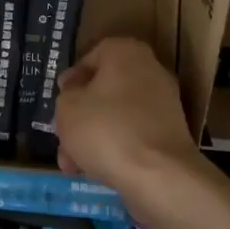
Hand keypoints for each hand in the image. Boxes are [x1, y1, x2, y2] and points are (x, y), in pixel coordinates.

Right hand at [53, 37, 199, 189]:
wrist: (159, 175)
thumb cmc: (106, 129)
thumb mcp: (67, 108)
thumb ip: (66, 96)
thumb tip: (75, 93)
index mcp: (126, 53)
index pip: (92, 56)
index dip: (72, 78)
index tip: (59, 99)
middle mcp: (150, 71)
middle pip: (104, 90)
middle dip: (80, 116)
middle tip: (62, 136)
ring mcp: (164, 104)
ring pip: (117, 115)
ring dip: (92, 137)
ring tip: (72, 165)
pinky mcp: (170, 134)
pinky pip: (134, 134)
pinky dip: (115, 148)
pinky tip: (94, 171)